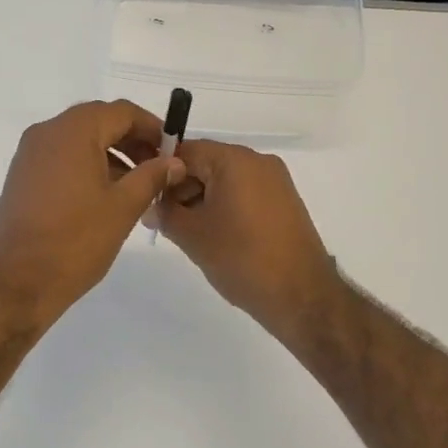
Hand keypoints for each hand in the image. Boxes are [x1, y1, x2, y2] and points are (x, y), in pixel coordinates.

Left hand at [0, 101, 183, 328]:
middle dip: (132, 141)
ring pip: (80, 141)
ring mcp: (30, 154)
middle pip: (99, 122)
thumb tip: (173, 161)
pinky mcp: (22, 177)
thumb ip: (152, 176)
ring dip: (112, 155)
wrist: (15, 282)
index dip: (152, 127)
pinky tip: (107, 196)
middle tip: (159, 169)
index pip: (122, 112)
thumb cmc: (75, 241)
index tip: (173, 151)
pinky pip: (62, 158)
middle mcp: (47, 133)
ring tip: (138, 187)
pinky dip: (88, 167)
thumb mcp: (123, 207)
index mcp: (72, 131)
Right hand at [157, 140, 341, 340]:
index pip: (184, 151)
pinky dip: (224, 207)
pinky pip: (244, 193)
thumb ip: (164, 213)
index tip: (145, 198)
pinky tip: (215, 236)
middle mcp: (258, 161)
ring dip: (201, 200)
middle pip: (206, 163)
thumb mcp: (192, 236)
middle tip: (163, 221)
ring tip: (189, 233)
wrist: (301, 295)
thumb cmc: (242, 258)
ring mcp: (275, 181)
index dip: (160, 172)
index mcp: (235, 160)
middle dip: (181, 189)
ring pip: (224, 180)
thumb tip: (151, 206)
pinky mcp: (284, 202)